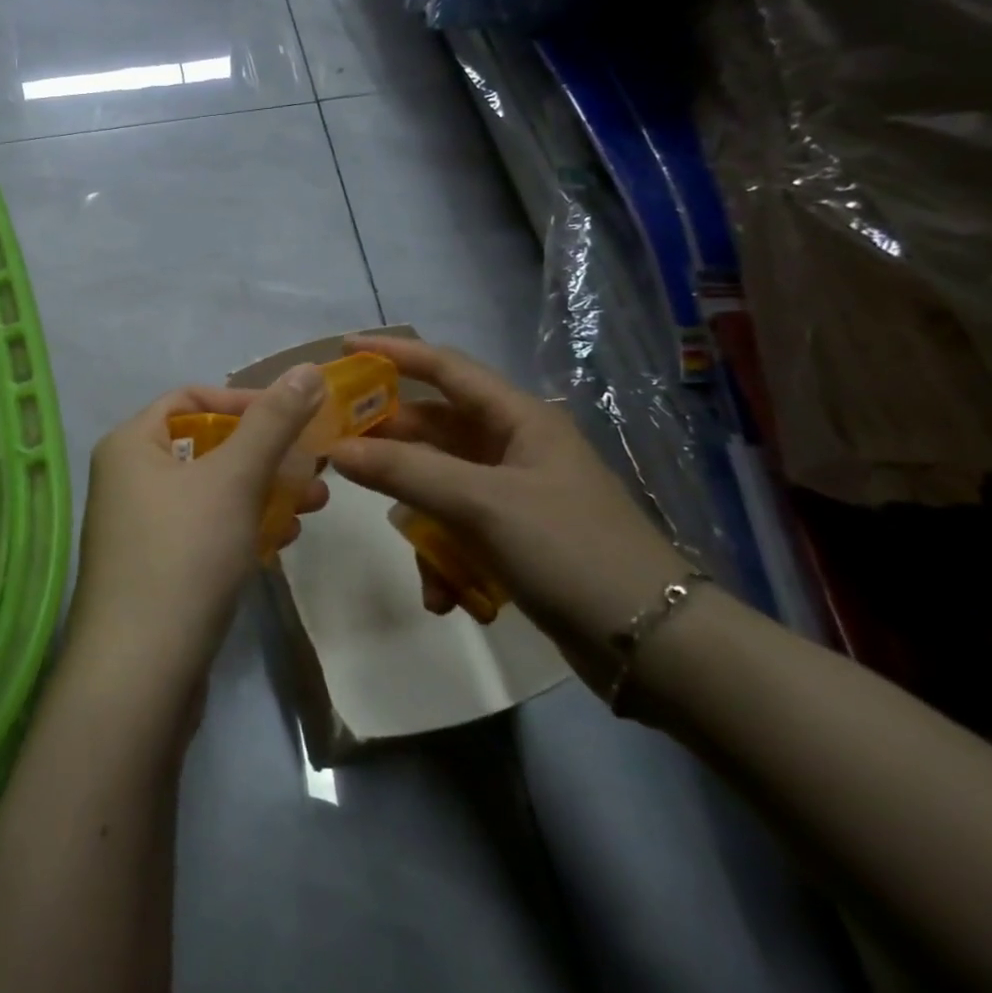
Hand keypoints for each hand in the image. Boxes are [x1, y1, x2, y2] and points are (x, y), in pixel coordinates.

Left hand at [67, 366, 329, 693]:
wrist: (139, 673)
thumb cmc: (183, 555)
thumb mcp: (234, 479)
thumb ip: (273, 422)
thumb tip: (309, 368)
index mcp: (130, 445)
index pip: (190, 400)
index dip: (244, 402)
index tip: (295, 419)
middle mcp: (127, 479)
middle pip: (206, 447)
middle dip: (266, 454)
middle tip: (316, 466)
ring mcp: (139, 527)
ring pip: (212, 492)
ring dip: (263, 492)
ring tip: (315, 505)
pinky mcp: (156, 569)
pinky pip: (206, 530)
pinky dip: (243, 527)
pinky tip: (281, 541)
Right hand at [328, 335, 690, 695]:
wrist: (653, 642)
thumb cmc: (569, 549)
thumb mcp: (481, 504)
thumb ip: (405, 471)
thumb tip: (338, 448)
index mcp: (518, 419)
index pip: (445, 368)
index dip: (394, 354)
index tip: (343, 349)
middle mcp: (514, 446)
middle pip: (434, 429)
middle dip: (390, 444)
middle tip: (338, 453)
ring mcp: (514, 493)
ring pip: (440, 485)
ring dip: (420, 520)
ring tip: (414, 558)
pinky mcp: (514, 536)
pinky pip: (458, 529)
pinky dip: (444, 558)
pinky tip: (442, 595)